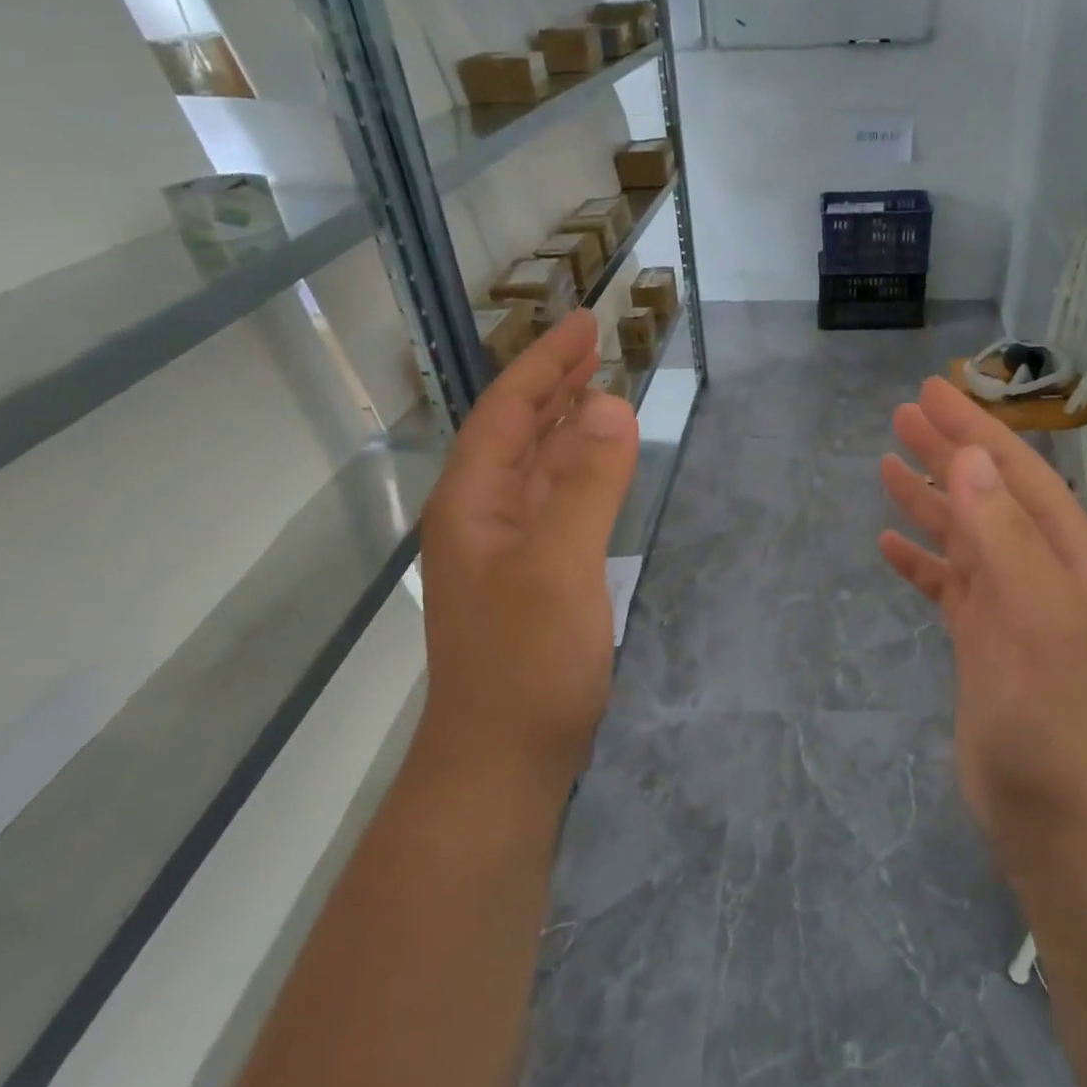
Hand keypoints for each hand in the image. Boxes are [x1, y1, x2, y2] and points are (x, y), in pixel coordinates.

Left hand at [416, 312, 638, 793]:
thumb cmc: (527, 662)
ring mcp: (505, 551)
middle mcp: (481, 517)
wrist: (504, 762)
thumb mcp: (559, 564)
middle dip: (553, 384)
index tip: (584, 324)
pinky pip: (555, 503)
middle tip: (596, 344)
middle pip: (517, 433)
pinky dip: (578, 472)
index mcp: (474, 502)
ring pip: (536, 468)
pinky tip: (598, 467)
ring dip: (566, 424)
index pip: (509, 413)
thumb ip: (586, 484)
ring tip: (600, 389)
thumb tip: (612, 405)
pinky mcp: (531, 579)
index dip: (545, 365)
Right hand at [879, 378, 1086, 869]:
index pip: (1015, 472)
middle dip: (947, 451)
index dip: (973, 429)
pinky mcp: (981, 643)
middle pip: (986, 493)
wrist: (1060, 818)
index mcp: (1065, 555)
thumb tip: (967, 458)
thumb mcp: (1036, 616)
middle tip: (901, 414)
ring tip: (886, 465)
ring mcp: (1008, 608)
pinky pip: (946, 585)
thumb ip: (1002, 535)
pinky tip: (889, 544)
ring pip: (963, 535)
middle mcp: (1040, 571)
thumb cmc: (1054, 716)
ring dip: (928, 498)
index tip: (930, 391)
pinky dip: (920, 561)